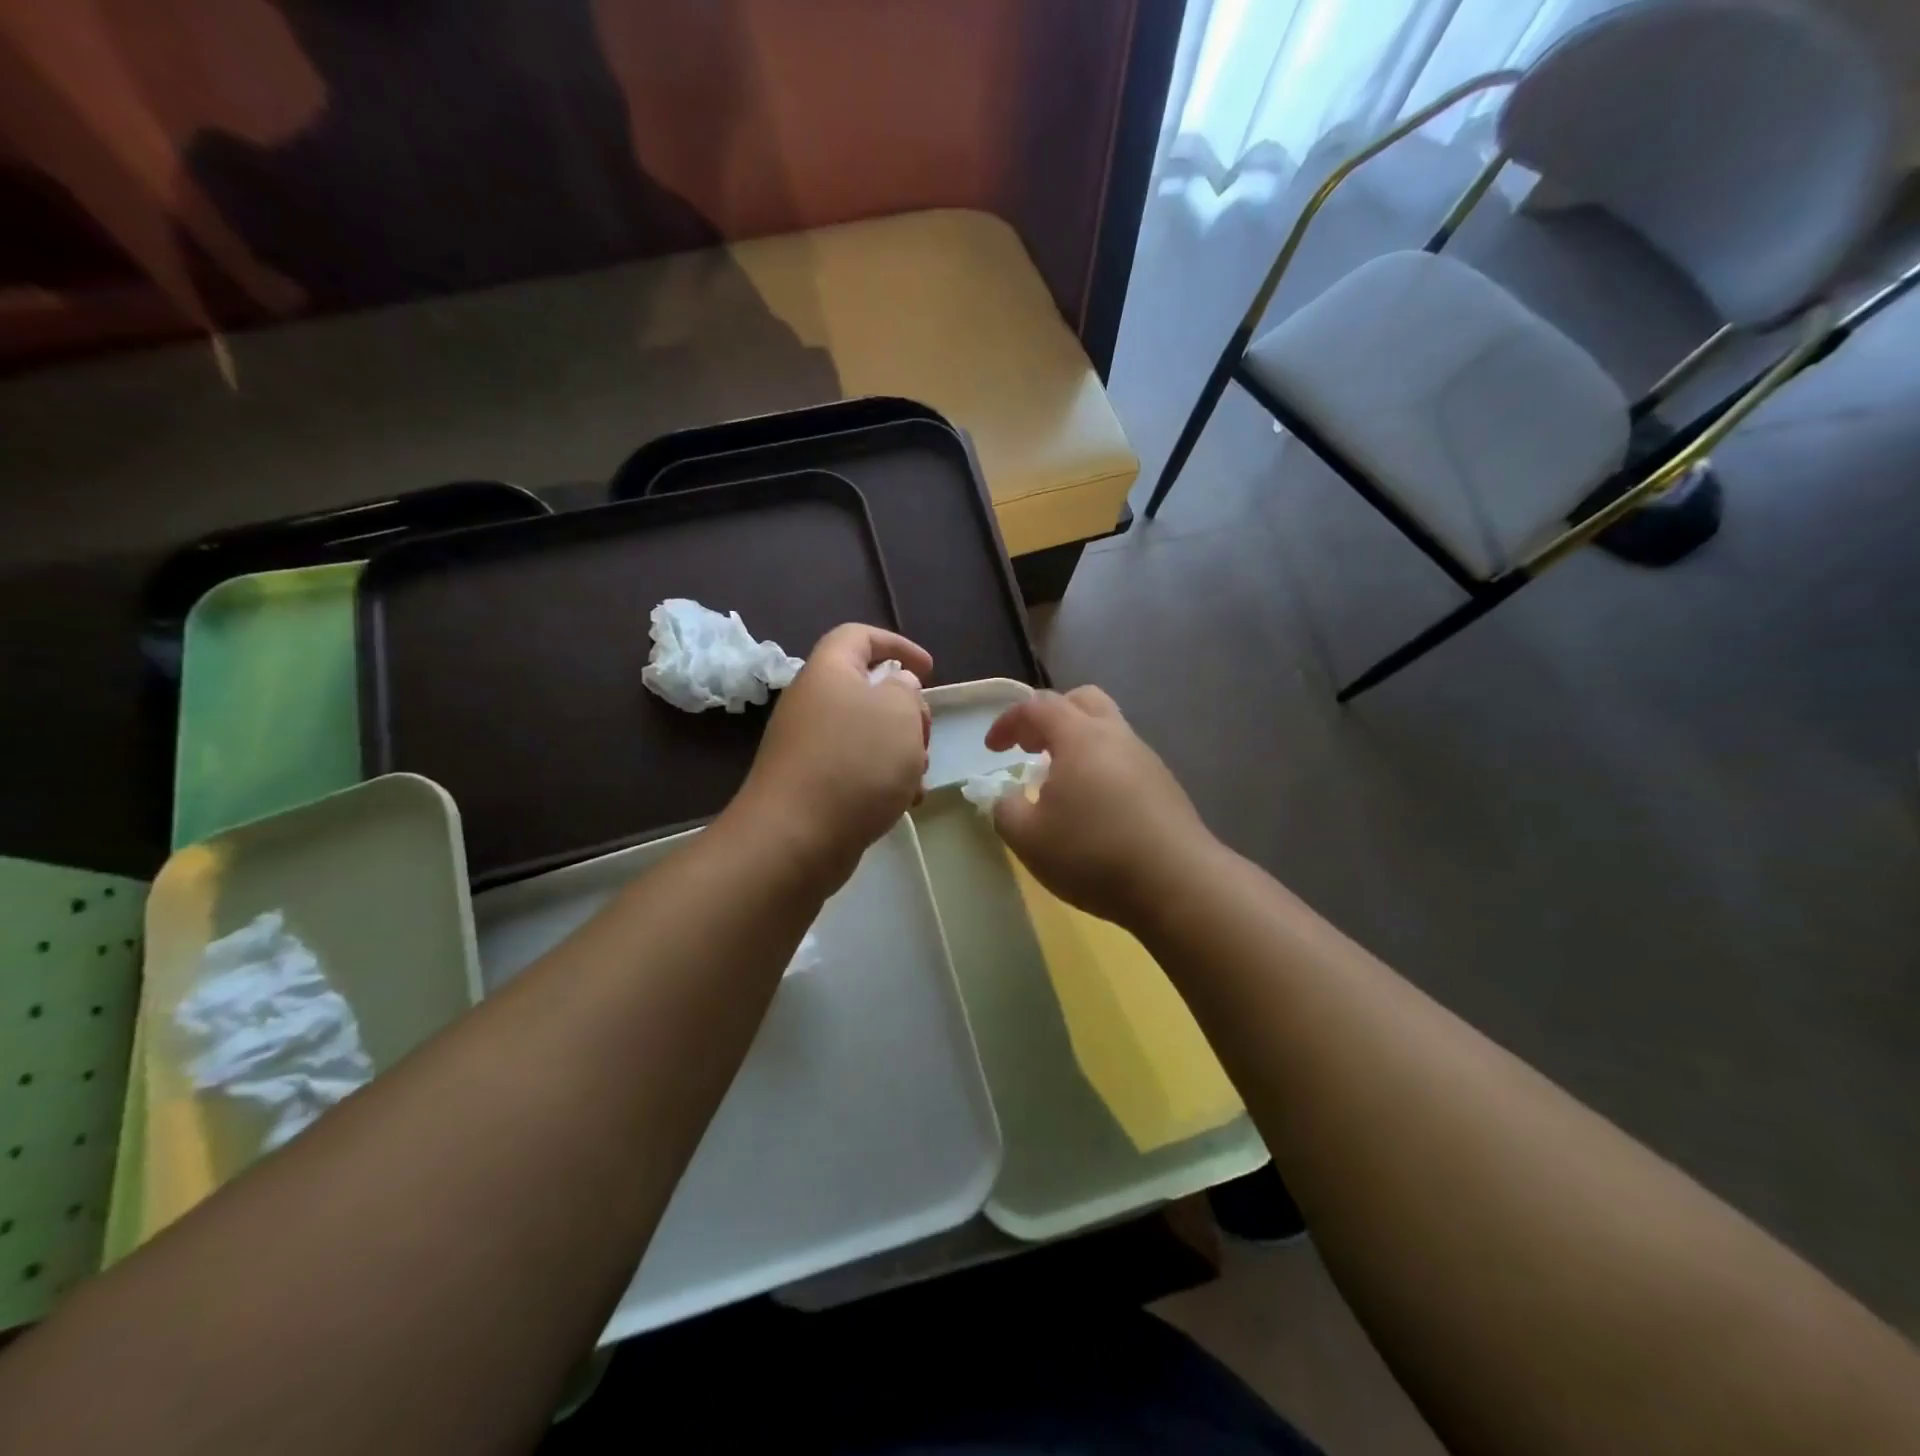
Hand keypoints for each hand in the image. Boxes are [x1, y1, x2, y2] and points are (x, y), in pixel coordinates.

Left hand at [732, 624, 931, 886]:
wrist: (795, 839)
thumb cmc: (855, 763)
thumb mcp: (899, 713)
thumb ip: (905, 690)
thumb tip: (895, 687)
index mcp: (829, 671)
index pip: (859, 636)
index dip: (897, 644)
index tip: (929, 670)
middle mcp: (813, 703)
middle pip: (867, 689)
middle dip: (906, 710)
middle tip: (924, 736)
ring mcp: (809, 746)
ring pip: (866, 733)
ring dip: (900, 749)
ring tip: (918, 777)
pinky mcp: (811, 784)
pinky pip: (855, 768)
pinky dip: (882, 778)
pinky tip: (903, 803)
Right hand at [986, 686, 1217, 926]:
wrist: (1178, 884)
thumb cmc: (1093, 854)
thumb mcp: (1028, 839)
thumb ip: (1005, 810)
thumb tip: (1008, 798)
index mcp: (1080, 737)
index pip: (1038, 706)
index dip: (1008, 721)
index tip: (992, 749)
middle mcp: (1116, 736)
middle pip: (1082, 701)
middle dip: (1049, 717)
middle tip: (1030, 747)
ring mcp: (1146, 759)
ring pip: (1107, 729)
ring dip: (1076, 743)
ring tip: (1058, 782)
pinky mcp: (1165, 786)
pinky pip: (1123, 759)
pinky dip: (1099, 766)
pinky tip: (1093, 806)